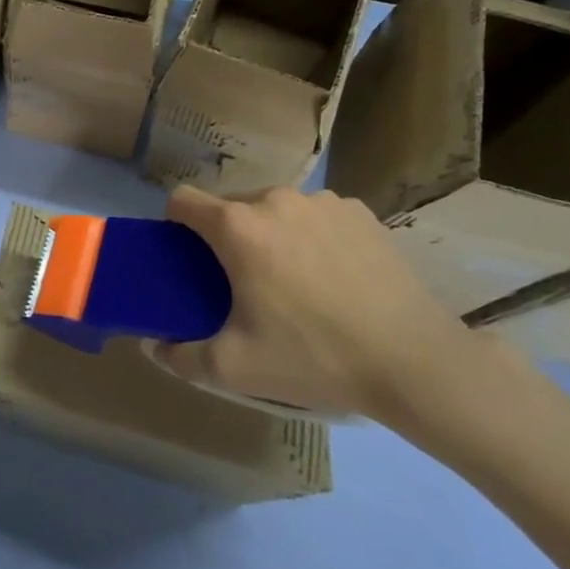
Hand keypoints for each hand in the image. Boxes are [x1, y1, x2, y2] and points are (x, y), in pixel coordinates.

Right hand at [152, 186, 479, 420]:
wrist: (416, 362)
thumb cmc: (314, 357)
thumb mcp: (235, 368)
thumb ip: (181, 357)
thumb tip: (153, 346)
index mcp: (237, 227)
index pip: (183, 200)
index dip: (175, 224)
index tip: (186, 255)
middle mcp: (275, 199)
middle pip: (230, 205)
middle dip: (226, 235)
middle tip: (242, 281)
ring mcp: (322, 201)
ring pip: (275, 208)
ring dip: (270, 233)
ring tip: (293, 279)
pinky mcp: (360, 211)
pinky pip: (316, 215)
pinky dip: (311, 235)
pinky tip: (334, 275)